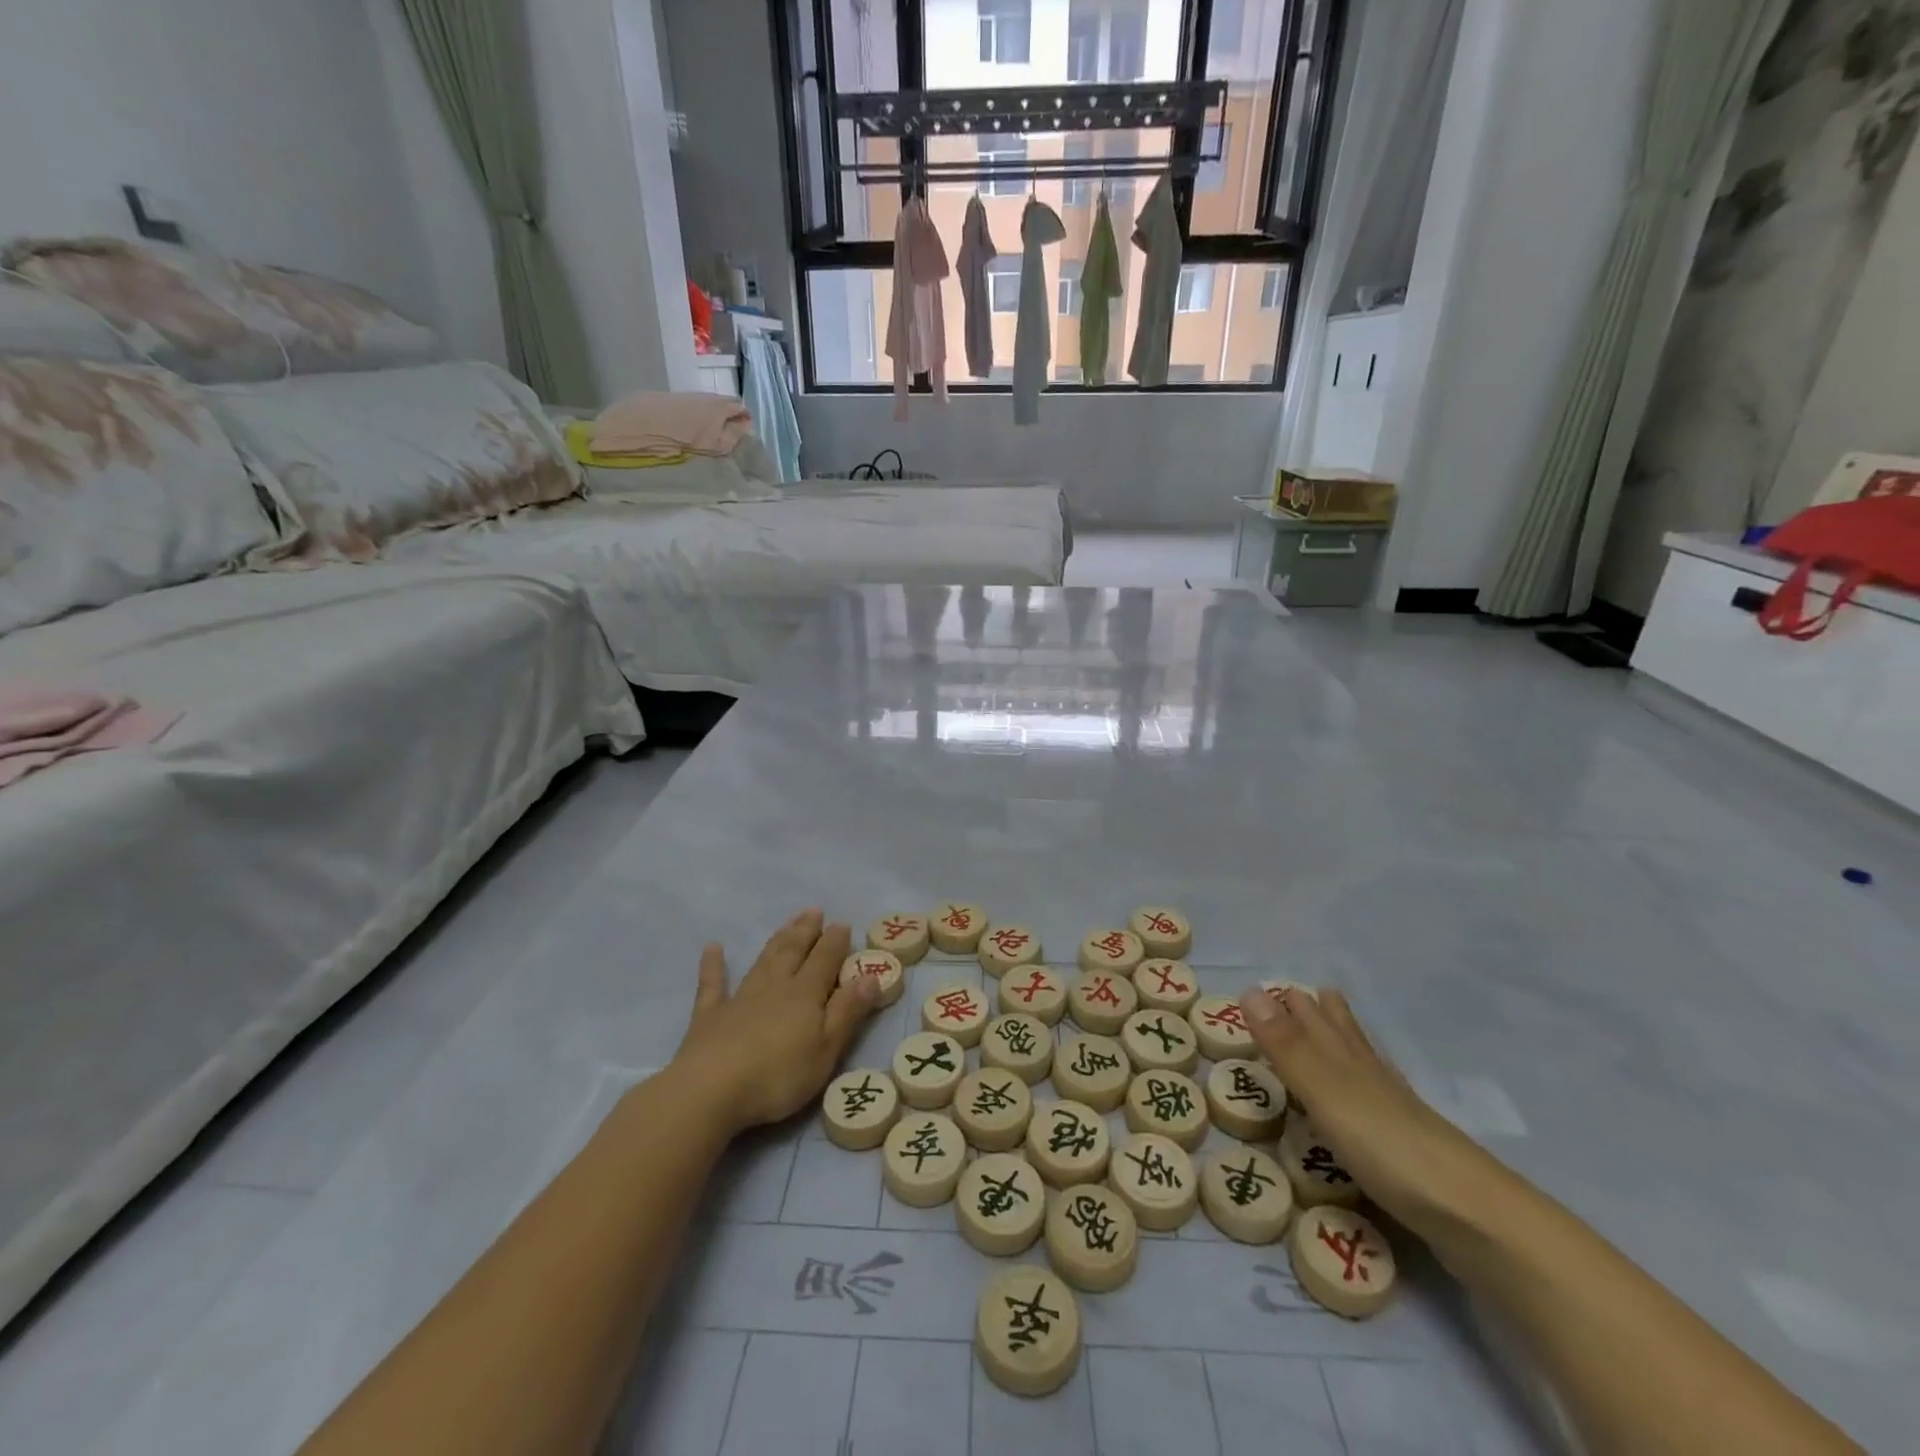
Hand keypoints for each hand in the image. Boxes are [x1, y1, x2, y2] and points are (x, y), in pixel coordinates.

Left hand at [670, 910, 882, 1137]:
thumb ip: (848, 1011)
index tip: (842, 924)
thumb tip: (871, 976)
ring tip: (787, 923)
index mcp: (805, 994)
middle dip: (806, 931)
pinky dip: (713, 965)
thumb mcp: (826, 1049)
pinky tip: (713, 948)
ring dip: (777, 940)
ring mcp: (740, 998)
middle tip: (814, 911)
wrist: (710, 1090)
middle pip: (794, 951)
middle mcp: (775, 986)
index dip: (835, 941)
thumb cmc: (778, 1076)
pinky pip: (713, 984)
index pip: (825, 959)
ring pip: (763, 960)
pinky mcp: (709, 1015)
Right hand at [1238, 986, 1503, 1242]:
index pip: (1318, 1021)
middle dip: (1323, 1015)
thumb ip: (1287, 1047)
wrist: (1476, 1219)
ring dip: (1346, 1046)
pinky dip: (1367, 1091)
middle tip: (1304, 995)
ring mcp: (1397, 1116)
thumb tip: (1248, 988)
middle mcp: (1373, 1079)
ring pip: (1365, 1067)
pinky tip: (1374, 1104)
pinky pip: (1378, 1107)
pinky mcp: (1411, 1154)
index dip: (1295, 1004)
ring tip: (1338, 1030)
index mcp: (1350, 1062)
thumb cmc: (1389, 1148)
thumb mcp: (1325, 1094)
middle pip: (1346, 1037)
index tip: (1275, 987)